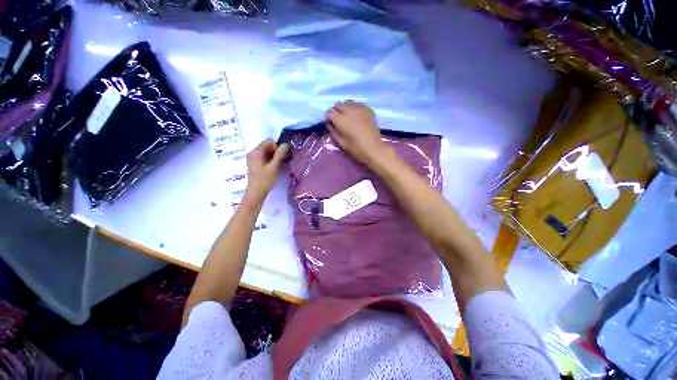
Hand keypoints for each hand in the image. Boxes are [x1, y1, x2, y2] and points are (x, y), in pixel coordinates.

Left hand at [244, 139, 289, 201]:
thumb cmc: (264, 180)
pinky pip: (265, 158)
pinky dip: (272, 160)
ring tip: (280, 165)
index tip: (282, 156)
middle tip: (283, 161)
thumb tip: (286, 144)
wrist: (256, 194)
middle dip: (277, 151)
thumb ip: (280, 154)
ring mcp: (254, 159)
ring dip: (275, 156)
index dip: (277, 147)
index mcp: (256, 152)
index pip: (269, 142)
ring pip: (267, 153)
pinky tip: (276, 167)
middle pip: (268, 146)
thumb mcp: (273, 167)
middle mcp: (253, 153)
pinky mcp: (256, 165)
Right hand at [326, 101, 388, 165]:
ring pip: (348, 103)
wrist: (374, 149)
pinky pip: (357, 104)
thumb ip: (333, 131)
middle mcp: (350, 110)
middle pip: (338, 105)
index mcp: (342, 120)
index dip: (329, 118)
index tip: (331, 124)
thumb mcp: (341, 142)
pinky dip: (354, 109)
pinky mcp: (368, 109)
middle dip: (336, 112)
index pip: (330, 112)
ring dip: (345, 109)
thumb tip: (329, 124)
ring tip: (348, 118)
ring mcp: (360, 108)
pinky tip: (356, 117)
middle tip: (339, 121)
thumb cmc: (356, 148)